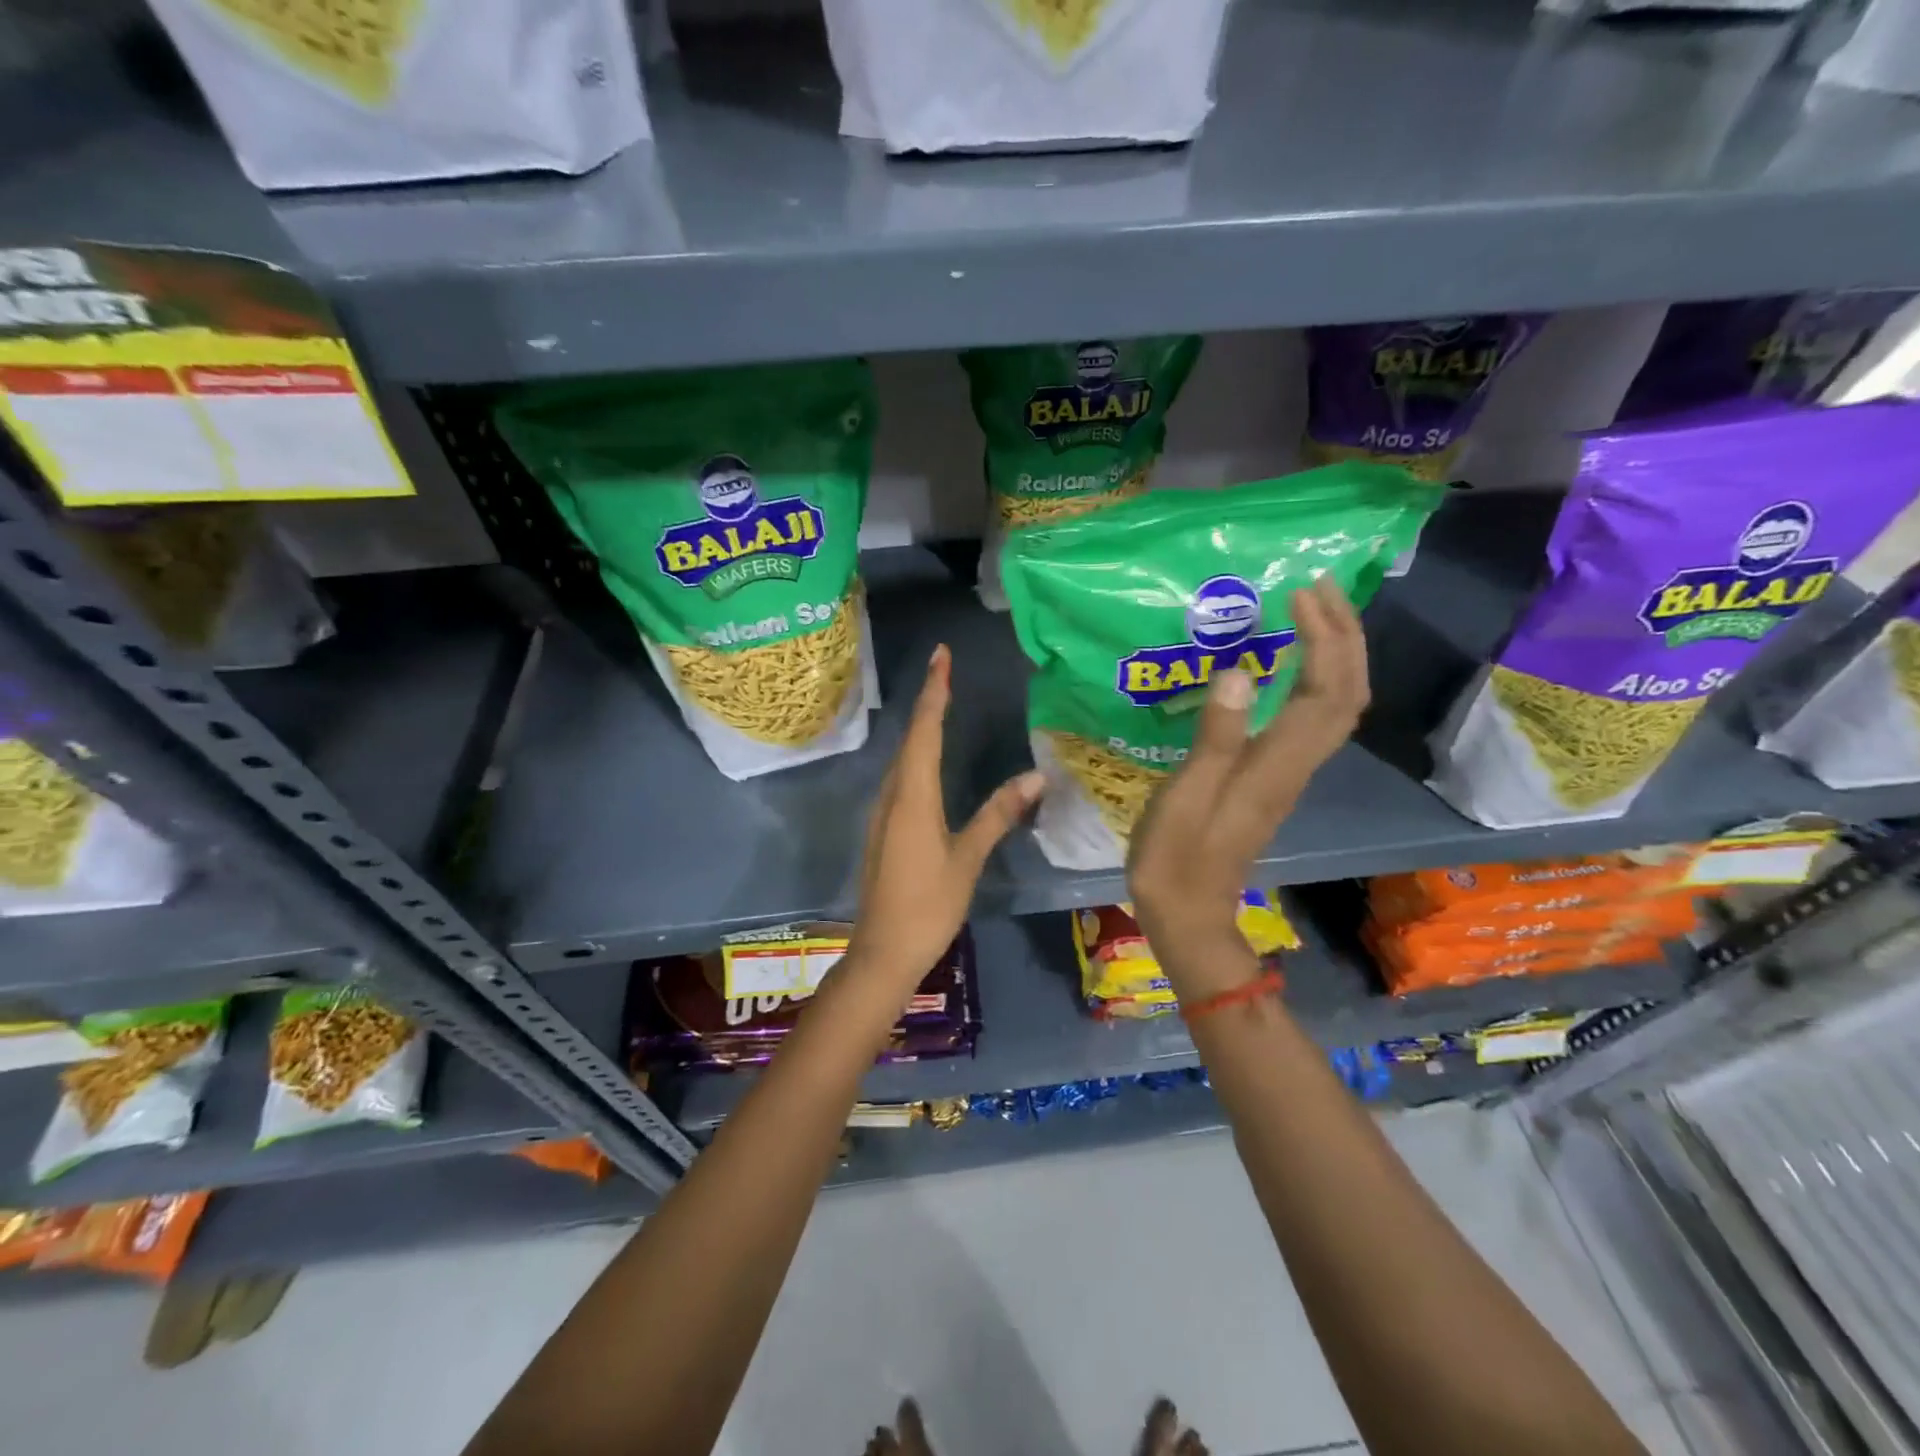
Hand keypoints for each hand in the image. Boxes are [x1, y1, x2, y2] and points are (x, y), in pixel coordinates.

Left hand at [847, 645, 1044, 993]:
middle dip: (928, 701)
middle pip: (910, 738)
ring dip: (921, 728)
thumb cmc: (928, 906)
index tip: (941, 656)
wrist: (882, 952)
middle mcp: (892, 795)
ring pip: (902, 758)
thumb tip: (1035, 777)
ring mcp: (883, 813)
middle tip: (945, 669)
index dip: (935, 692)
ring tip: (940, 703)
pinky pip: (901, 779)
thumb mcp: (967, 860)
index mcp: (913, 797)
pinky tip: (928, 760)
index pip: (925, 732)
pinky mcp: (883, 829)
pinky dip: (916, 756)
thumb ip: (997, 815)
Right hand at [1127, 577, 1368, 984]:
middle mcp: (1296, 764)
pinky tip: (1288, 665)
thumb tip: (1242, 671)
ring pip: (1337, 705)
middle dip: (1343, 635)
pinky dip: (1315, 680)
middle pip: (1347, 693)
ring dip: (1335, 654)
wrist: (1189, 915)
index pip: (1327, 692)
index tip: (1301, 594)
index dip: (1325, 639)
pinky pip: (1313, 719)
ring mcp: (1288, 773)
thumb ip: (1216, 737)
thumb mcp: (1185, 797)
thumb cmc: (1176, 859)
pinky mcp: (1274, 778)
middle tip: (1318, 587)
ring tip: (1311, 613)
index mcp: (1277, 765)